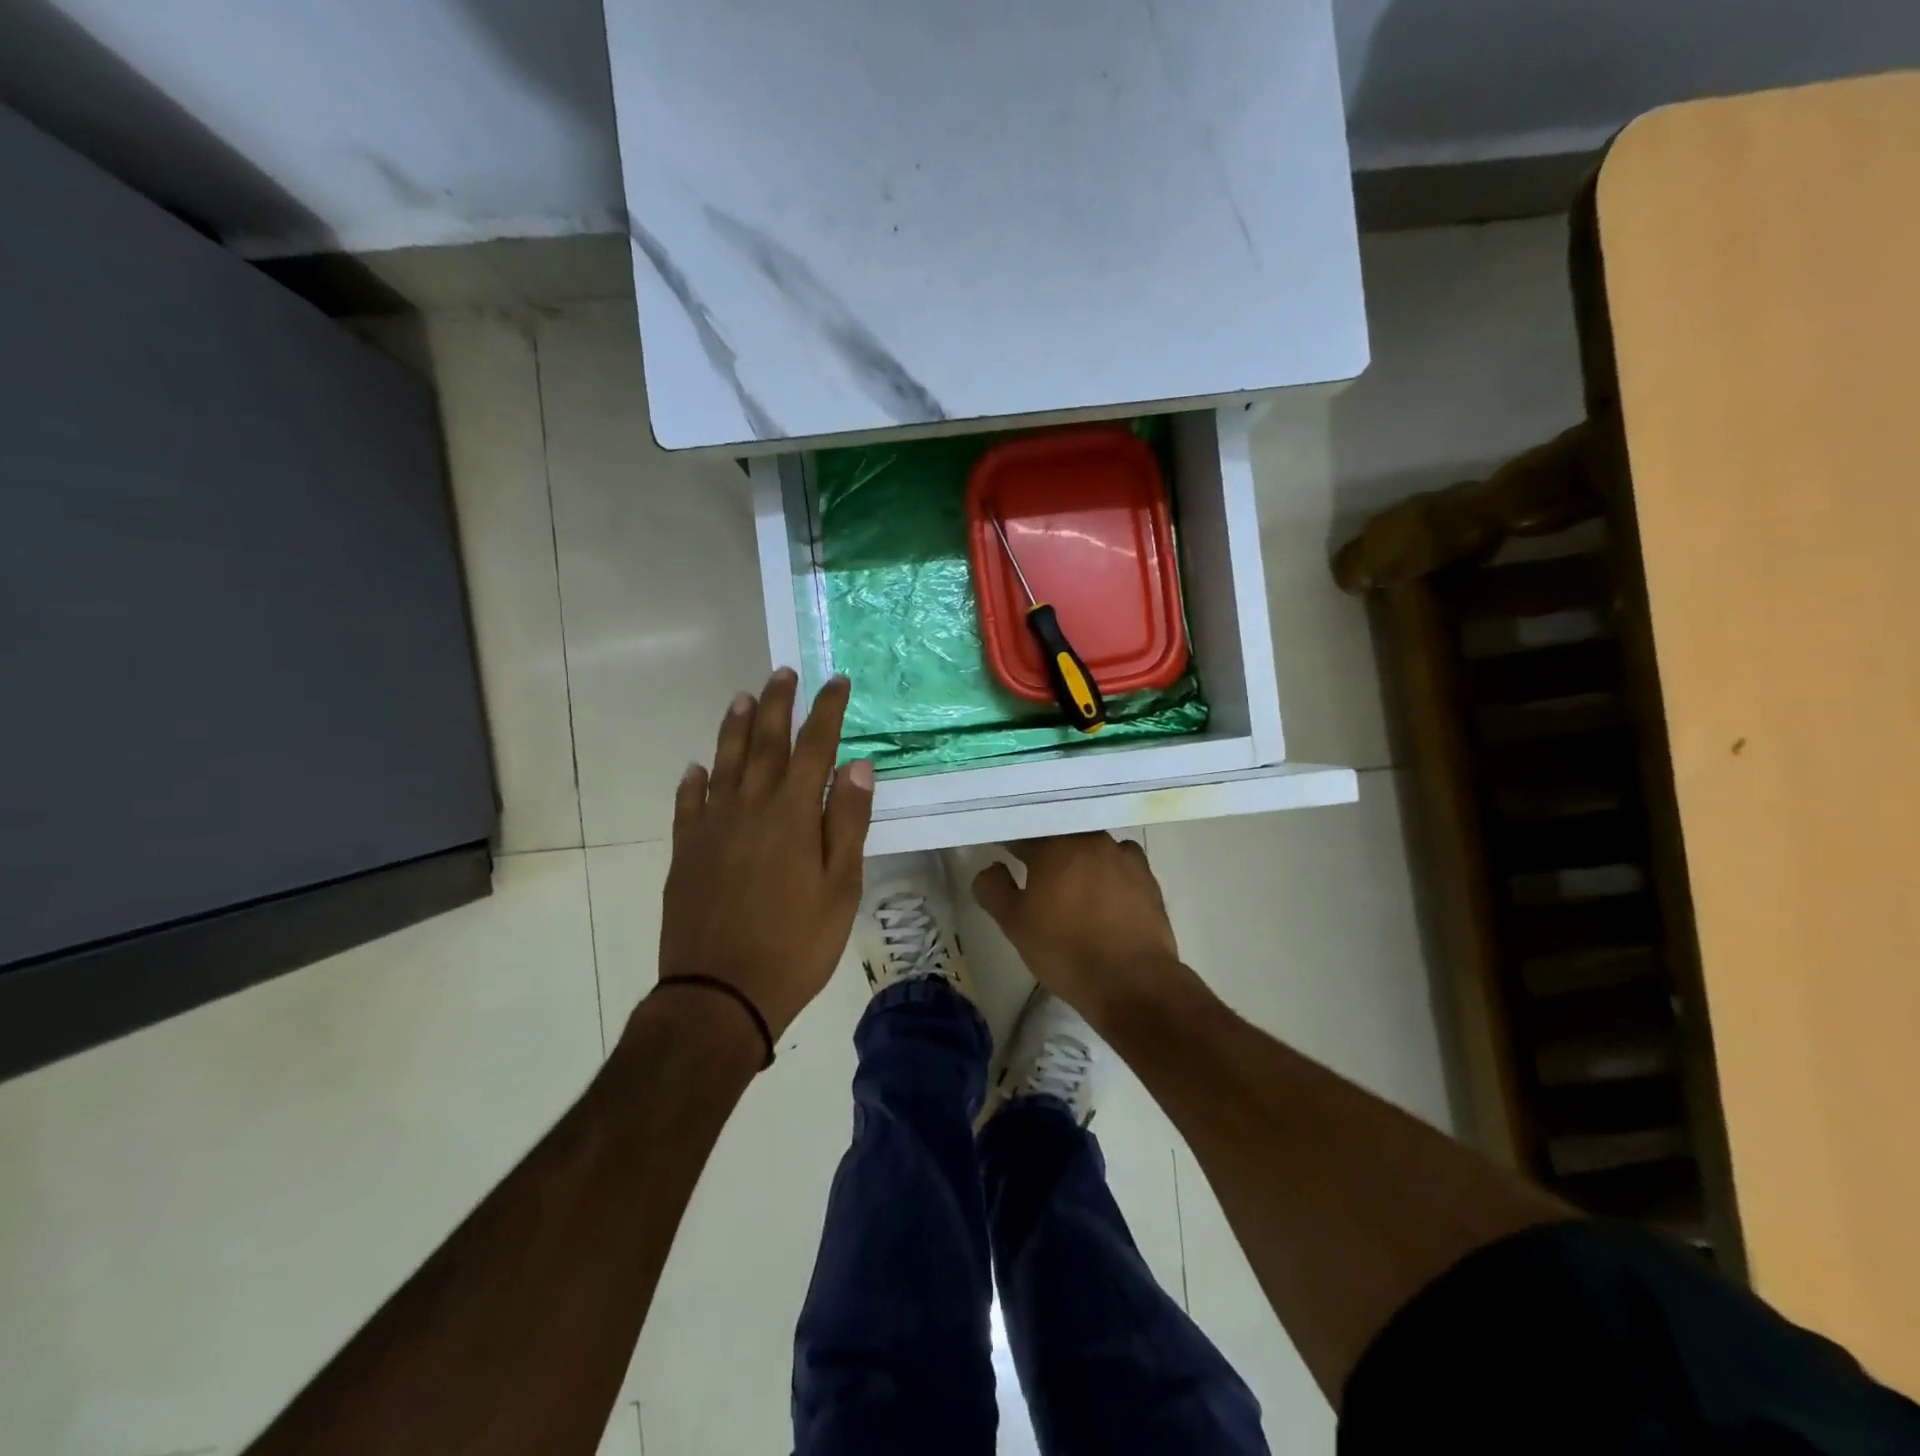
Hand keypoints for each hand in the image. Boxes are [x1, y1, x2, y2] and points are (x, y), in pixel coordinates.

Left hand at [655, 669, 872, 1042]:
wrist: (719, 995)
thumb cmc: (795, 945)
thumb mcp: (840, 888)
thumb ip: (847, 823)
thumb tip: (858, 765)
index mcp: (792, 814)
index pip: (814, 747)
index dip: (826, 711)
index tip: (835, 681)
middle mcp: (749, 808)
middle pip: (764, 743)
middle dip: (777, 704)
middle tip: (783, 673)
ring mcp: (711, 828)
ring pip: (723, 763)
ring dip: (734, 728)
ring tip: (742, 698)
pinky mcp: (684, 852)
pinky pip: (687, 805)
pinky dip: (693, 781)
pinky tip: (696, 768)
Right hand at [971, 834, 1190, 1031]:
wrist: (1133, 982)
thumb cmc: (1065, 951)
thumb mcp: (1014, 924)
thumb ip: (993, 889)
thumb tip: (992, 867)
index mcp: (1054, 846)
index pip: (1024, 833)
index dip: (1009, 842)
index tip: (1002, 853)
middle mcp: (1090, 840)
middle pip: (1060, 835)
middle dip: (1045, 848)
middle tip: (1034, 871)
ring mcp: (1123, 856)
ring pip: (1091, 846)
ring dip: (1078, 858)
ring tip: (1071, 884)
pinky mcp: (1148, 877)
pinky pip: (1120, 863)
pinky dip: (1108, 871)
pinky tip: (1105, 893)